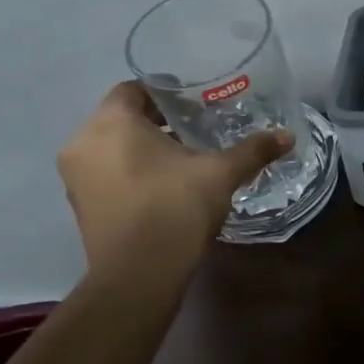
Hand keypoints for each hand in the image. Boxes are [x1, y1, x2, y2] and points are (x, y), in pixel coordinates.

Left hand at [57, 81, 291, 266]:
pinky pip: (108, 173)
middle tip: (198, 127)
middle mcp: (84, 144)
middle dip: (159, 122)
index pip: (133, 89)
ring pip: (113, 148)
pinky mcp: (82, 206)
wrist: (139, 274)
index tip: (196, 102)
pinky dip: (134, 172)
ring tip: (187, 159)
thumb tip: (287, 135)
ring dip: (145, 149)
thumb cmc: (174, 207)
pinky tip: (168, 186)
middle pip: (122, 118)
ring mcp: (77, 178)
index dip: (166, 92)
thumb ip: (252, 150)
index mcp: (111, 123)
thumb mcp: (221, 173)